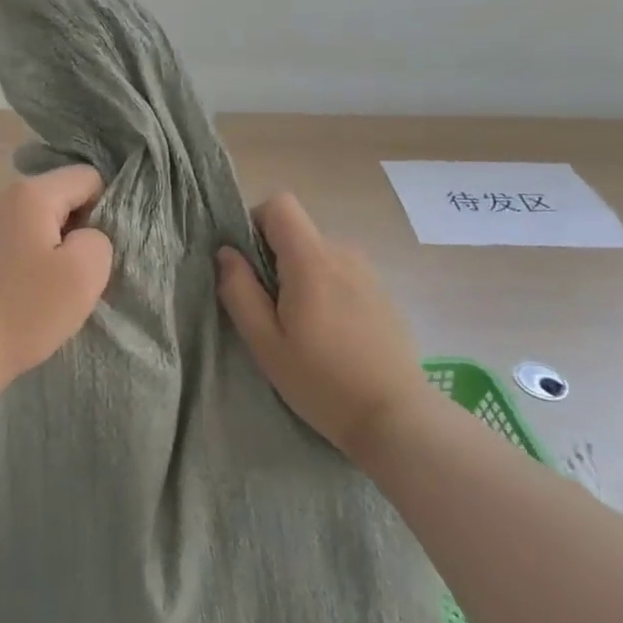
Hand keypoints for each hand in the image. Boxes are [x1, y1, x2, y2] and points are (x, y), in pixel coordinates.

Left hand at [0, 165, 113, 406]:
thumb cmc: (24, 311)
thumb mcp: (85, 275)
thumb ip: (99, 239)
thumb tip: (85, 235)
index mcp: (30, 193)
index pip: (87, 178)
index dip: (103, 210)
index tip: (93, 252)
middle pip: (56, 197)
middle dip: (72, 229)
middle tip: (73, 275)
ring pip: (30, 221)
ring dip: (45, 246)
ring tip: (43, 288)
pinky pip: (5, 240)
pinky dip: (18, 259)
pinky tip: (14, 293)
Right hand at [217, 193, 427, 460]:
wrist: (396, 417)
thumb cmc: (321, 381)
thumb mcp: (264, 342)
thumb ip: (239, 290)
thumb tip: (226, 253)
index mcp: (311, 259)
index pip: (279, 204)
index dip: (255, 223)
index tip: (248, 265)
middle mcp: (343, 253)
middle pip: (297, 233)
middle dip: (275, 260)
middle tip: (271, 312)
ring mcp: (368, 272)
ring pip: (318, 255)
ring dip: (302, 278)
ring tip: (303, 329)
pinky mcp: (383, 293)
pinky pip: (341, 275)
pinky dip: (327, 291)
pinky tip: (332, 337)